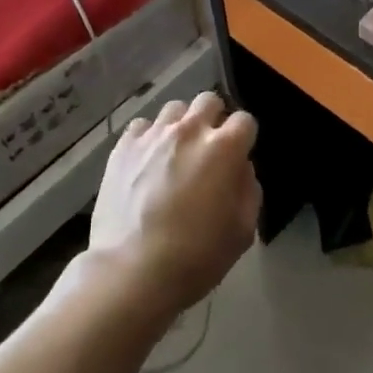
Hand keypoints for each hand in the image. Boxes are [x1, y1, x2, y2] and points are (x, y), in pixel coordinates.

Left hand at [91, 92, 261, 315]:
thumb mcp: (242, 231)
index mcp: (224, 148)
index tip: (238, 157)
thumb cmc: (195, 257)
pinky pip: (142, 126)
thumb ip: (248, 190)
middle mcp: (190, 130)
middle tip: (208, 150)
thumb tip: (241, 169)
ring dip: (182, 125)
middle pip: (209, 101)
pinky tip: (147, 161)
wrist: (131, 271)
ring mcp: (154, 135)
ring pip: (175, 109)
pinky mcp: (124, 146)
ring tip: (175, 152)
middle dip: (214, 119)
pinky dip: (149, 138)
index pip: (245, 120)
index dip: (244, 138)